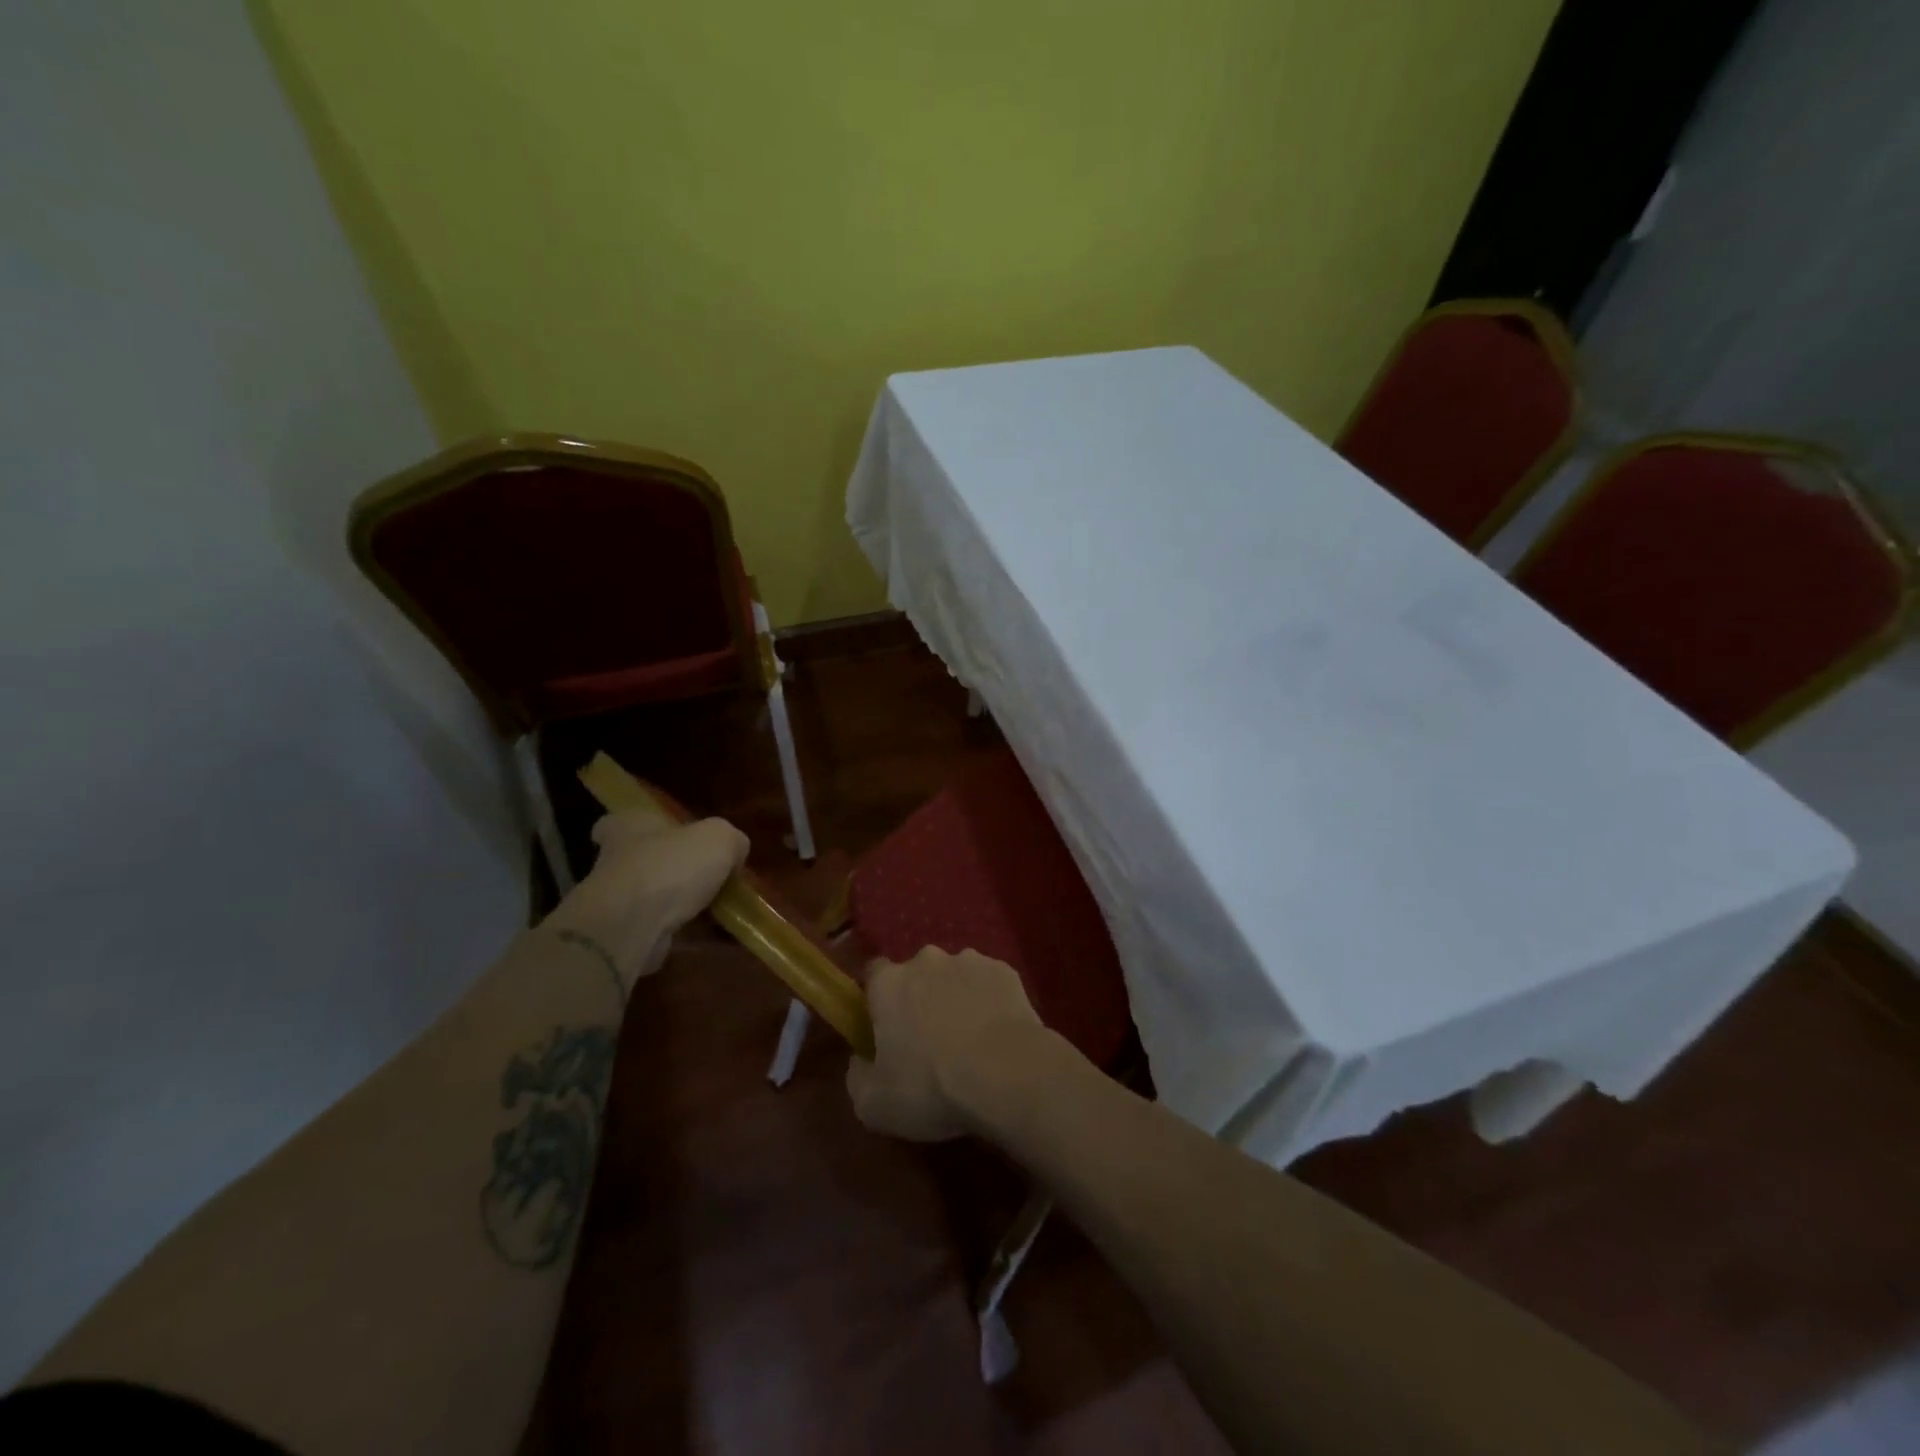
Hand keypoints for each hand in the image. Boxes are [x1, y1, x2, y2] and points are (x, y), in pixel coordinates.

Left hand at [547, 812, 748, 982]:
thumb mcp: (720, 838)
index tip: (668, 837)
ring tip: (723, 911)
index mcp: (630, 826)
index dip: (645, 826)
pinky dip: (686, 933)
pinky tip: (714, 936)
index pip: (625, 820)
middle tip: (710, 877)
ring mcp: (617, 901)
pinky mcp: (625, 935)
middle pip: (646, 859)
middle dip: (674, 869)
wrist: (632, 927)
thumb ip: (732, 841)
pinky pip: (662, 929)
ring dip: (684, 904)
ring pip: (656, 897)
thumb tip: (735, 854)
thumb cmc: (672, 866)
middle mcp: (616, 860)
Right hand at [845, 948, 1044, 1140]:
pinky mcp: (1004, 970)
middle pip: (916, 974)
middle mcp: (926, 960)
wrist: (1007, 1074)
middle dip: (919, 999)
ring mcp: (969, 961)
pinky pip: (987, 984)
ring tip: (969, 1040)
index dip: (877, 999)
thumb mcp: (874, 1104)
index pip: (873, 974)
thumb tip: (861, 1061)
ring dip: (955, 998)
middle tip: (929, 1040)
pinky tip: (996, 1034)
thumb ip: (857, 1076)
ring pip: (954, 977)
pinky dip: (988, 1001)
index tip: (884, 1027)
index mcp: (889, 983)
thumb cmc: (932, 1087)